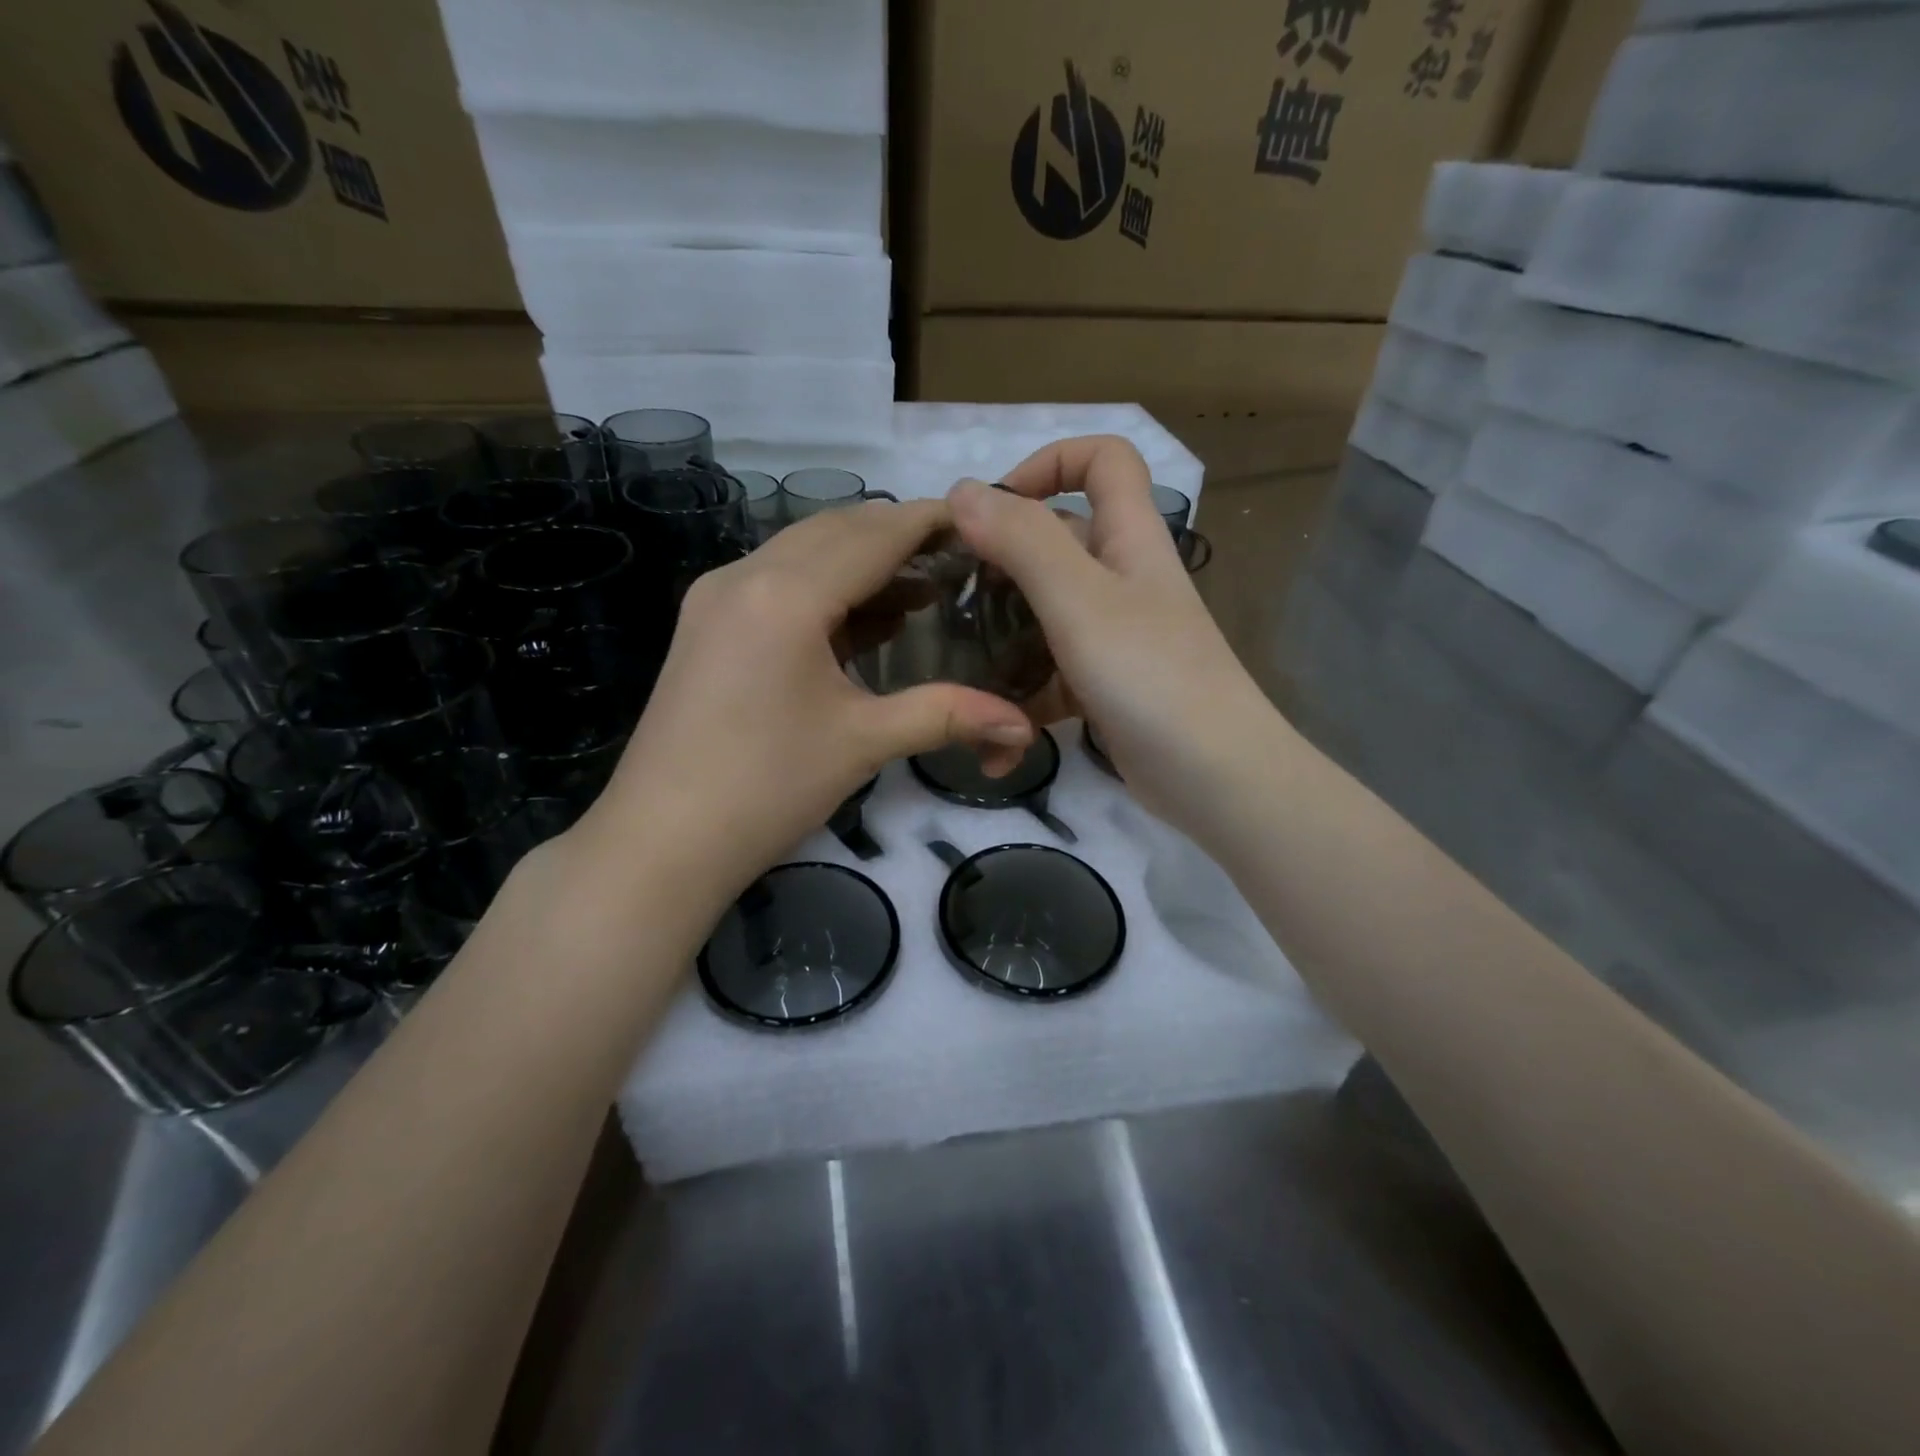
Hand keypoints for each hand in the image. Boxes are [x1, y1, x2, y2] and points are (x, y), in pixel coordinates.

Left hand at [580, 499, 1035, 899]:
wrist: (661, 841)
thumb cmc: (766, 788)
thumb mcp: (863, 743)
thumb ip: (947, 716)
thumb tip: (1022, 723)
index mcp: (786, 594)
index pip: (874, 535)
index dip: (929, 521)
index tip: (979, 519)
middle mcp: (745, 575)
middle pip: (836, 530)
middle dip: (898, 537)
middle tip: (958, 558)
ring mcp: (716, 597)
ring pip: (802, 552)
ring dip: (860, 560)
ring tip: (920, 588)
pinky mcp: (705, 624)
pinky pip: (775, 581)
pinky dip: (824, 586)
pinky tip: (860, 618)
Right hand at [949, 436, 1274, 831]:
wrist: (1214, 777)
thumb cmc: (1150, 674)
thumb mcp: (1080, 599)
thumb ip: (1022, 540)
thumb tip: (962, 490)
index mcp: (1129, 537)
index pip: (1103, 459)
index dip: (1050, 462)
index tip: (994, 508)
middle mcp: (1122, 578)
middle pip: (1056, 542)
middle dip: (999, 563)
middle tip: (950, 598)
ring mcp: (1113, 636)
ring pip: (1044, 614)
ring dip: (1001, 639)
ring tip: (955, 669)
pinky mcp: (1102, 686)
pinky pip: (1050, 676)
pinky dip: (1022, 700)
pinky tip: (994, 739)